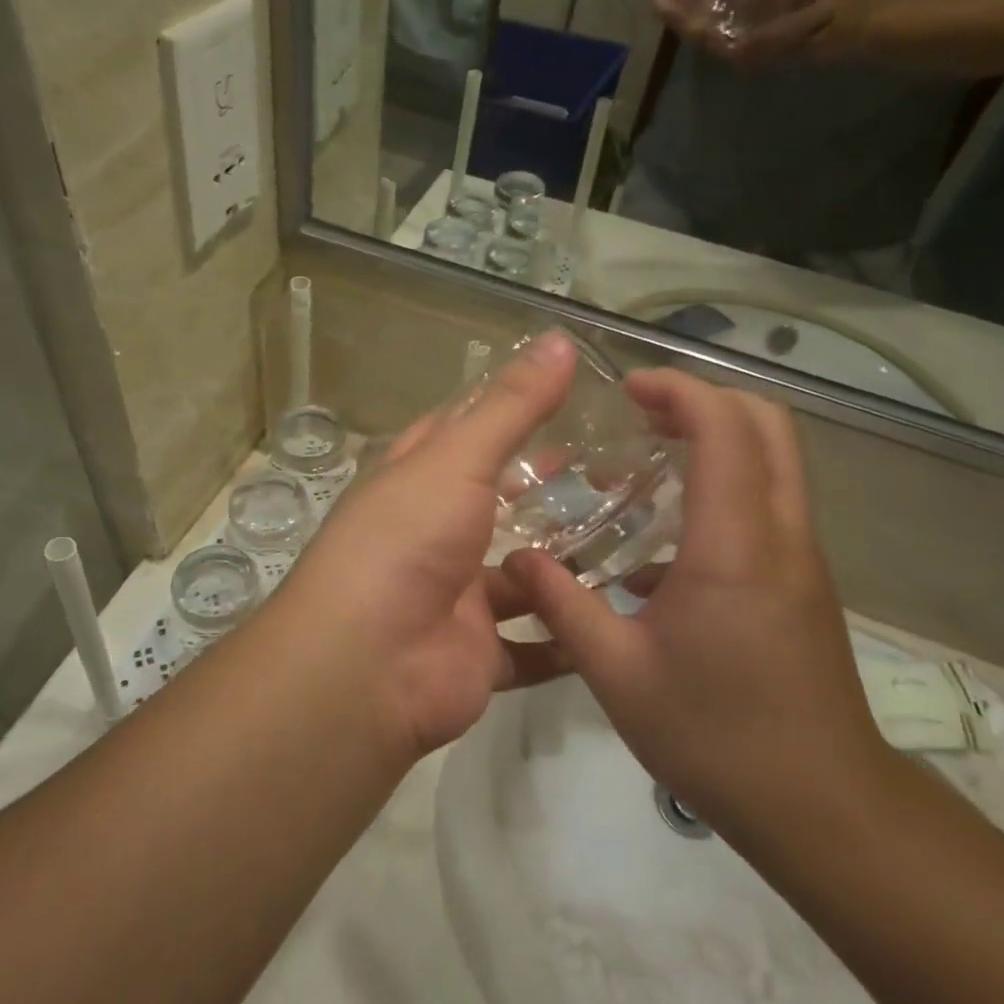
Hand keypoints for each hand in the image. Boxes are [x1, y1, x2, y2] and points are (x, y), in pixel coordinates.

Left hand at [272, 332, 581, 758]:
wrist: (366, 665)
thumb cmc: (405, 541)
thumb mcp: (457, 458)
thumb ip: (511, 406)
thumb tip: (561, 338)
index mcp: (415, 479)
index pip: (459, 430)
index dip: (504, 409)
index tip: (566, 394)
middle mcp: (432, 533)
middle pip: (495, 501)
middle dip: (543, 487)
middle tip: (616, 468)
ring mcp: (456, 595)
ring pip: (520, 574)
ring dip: (565, 562)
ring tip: (637, 536)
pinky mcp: (480, 651)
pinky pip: (534, 643)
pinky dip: (568, 636)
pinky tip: (621, 616)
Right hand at [502, 370, 893, 845]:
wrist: (823, 807)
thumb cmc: (716, 735)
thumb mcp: (618, 673)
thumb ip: (563, 605)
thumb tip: (516, 560)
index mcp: (735, 545)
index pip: (725, 427)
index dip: (679, 390)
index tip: (627, 390)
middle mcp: (781, 533)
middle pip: (768, 422)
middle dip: (704, 399)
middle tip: (640, 413)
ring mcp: (801, 556)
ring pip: (775, 458)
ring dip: (716, 438)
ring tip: (646, 463)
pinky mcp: (803, 580)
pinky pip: (769, 501)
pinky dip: (725, 484)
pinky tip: (663, 544)